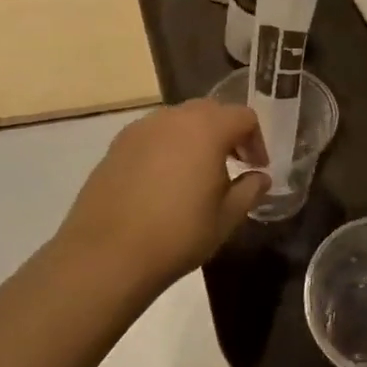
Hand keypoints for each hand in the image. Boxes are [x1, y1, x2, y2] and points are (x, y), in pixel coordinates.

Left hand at [52, 101, 267, 293]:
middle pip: (210, 111)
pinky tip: (163, 182)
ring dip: (195, 138)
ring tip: (197, 173)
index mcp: (207, 128)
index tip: (257, 168)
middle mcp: (173, 118)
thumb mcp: (226, 218)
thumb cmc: (178, 234)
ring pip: (178, 121)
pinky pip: (152, 136)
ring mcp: (140, 129)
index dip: (256, 141)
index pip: (243, 117)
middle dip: (226, 133)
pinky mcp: (115, 146)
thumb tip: (260, 178)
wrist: (106, 255)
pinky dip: (166, 148)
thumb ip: (249, 191)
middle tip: (233, 164)